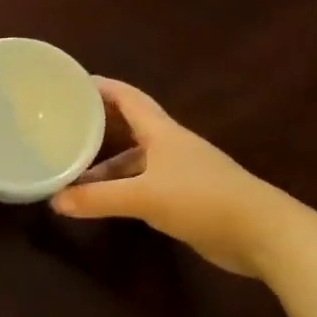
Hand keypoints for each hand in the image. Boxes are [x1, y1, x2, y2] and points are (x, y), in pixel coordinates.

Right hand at [51, 77, 301, 276]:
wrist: (262, 233)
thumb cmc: (202, 200)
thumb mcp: (144, 197)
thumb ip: (98, 199)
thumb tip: (54, 201)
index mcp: (163, 133)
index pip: (128, 98)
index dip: (102, 88)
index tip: (72, 82)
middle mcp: (170, 147)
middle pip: (128, 129)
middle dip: (98, 128)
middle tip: (63, 129)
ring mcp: (180, 173)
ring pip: (134, 162)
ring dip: (106, 168)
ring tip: (72, 177)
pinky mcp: (185, 199)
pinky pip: (143, 186)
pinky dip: (121, 190)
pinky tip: (103, 202)